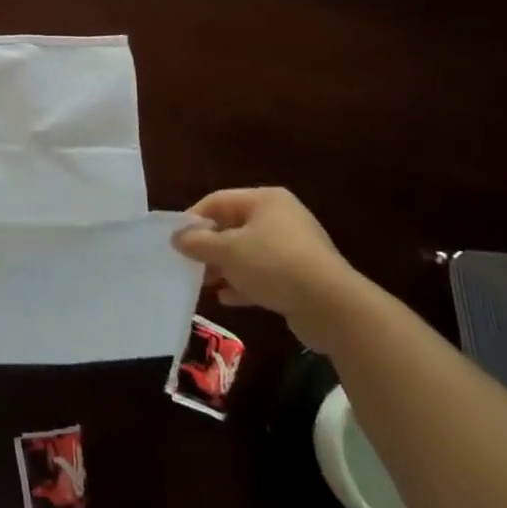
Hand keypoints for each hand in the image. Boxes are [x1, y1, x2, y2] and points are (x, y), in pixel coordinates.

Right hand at [171, 187, 363, 351]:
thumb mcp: (227, 251)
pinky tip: (227, 298)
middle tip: (187, 264)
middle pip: (233, 226)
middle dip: (208, 247)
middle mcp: (281, 217)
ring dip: (224, 268)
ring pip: (248, 253)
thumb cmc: (273, 265)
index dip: (193, 219)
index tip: (174, 241)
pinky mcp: (301, 276)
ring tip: (203, 284)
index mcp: (265, 200)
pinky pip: (264, 274)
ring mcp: (294, 247)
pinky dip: (244, 283)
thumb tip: (177, 237)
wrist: (332, 307)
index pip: (218, 200)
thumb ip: (198, 242)